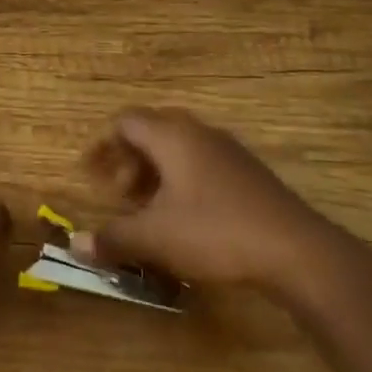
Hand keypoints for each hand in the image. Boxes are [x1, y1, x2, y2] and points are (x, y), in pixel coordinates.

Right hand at [73, 108, 335, 294]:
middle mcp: (198, 132)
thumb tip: (75, 245)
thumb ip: (113, 238)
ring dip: (155, 173)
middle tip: (119, 194)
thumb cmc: (215, 232)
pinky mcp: (248, 173)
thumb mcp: (156, 238)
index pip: (125, 121)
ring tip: (149, 209)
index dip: (103, 145)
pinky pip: (201, 162)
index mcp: (172, 136)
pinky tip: (185, 218)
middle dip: (129, 161)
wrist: (296, 249)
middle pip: (151, 131)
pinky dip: (181, 180)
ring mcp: (228, 150)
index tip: (90, 174)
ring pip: (178, 148)